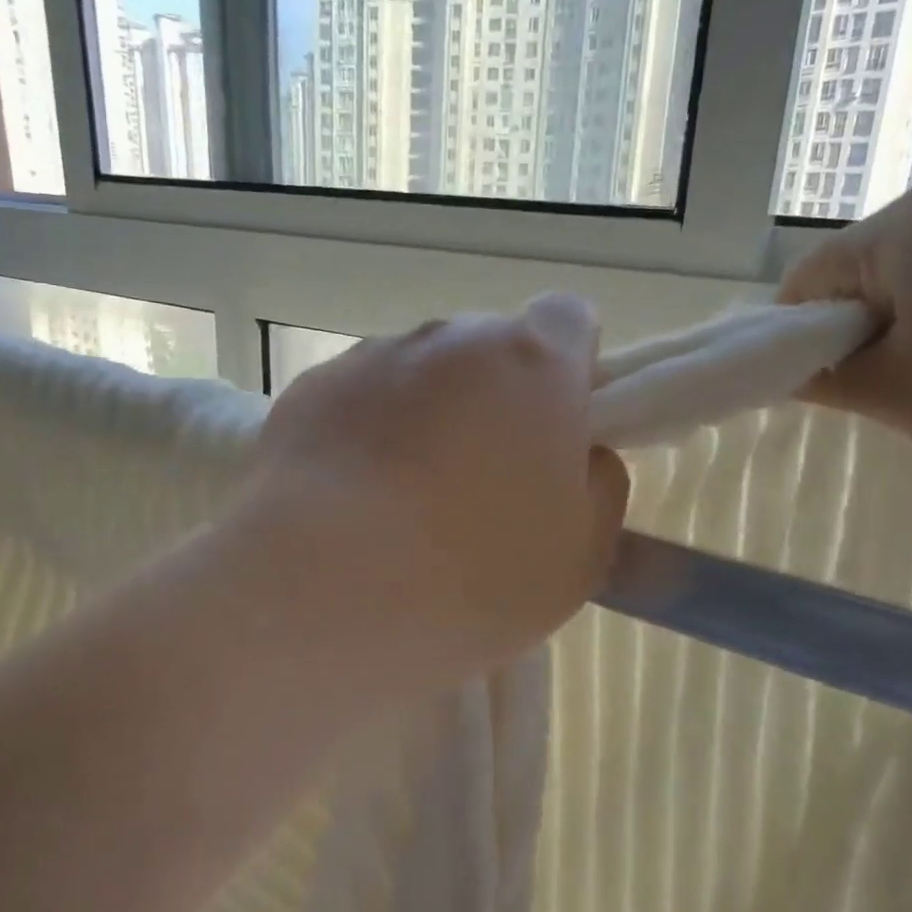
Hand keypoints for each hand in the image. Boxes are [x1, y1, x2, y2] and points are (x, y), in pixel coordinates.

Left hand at [239, 295, 629, 686]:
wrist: (321, 591)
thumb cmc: (473, 575)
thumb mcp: (581, 552)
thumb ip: (598, 482)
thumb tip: (579, 453)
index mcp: (532, 362)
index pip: (569, 320)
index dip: (570, 369)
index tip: (556, 427)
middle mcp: (451, 339)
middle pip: (489, 350)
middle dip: (496, 398)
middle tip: (482, 479)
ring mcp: (373, 357)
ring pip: (421, 374)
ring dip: (428, 414)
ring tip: (405, 498)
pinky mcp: (313, 389)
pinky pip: (361, 398)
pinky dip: (368, 431)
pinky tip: (352, 498)